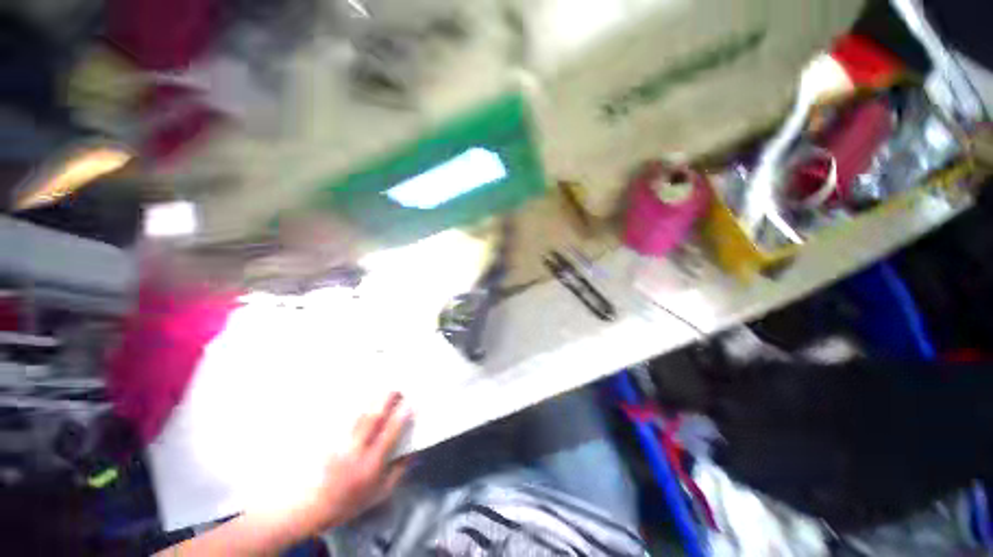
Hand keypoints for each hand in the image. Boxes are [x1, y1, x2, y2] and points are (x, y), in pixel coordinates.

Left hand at [296, 392, 411, 532]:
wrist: (309, 508)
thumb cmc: (348, 501)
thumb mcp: (379, 494)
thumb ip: (397, 472)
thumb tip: (413, 451)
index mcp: (370, 465)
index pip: (389, 435)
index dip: (401, 419)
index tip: (410, 405)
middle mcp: (355, 451)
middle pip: (373, 419)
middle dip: (387, 401)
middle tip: (397, 390)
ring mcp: (339, 444)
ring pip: (358, 415)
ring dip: (372, 401)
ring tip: (382, 390)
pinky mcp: (327, 440)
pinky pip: (343, 419)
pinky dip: (354, 407)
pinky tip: (360, 399)